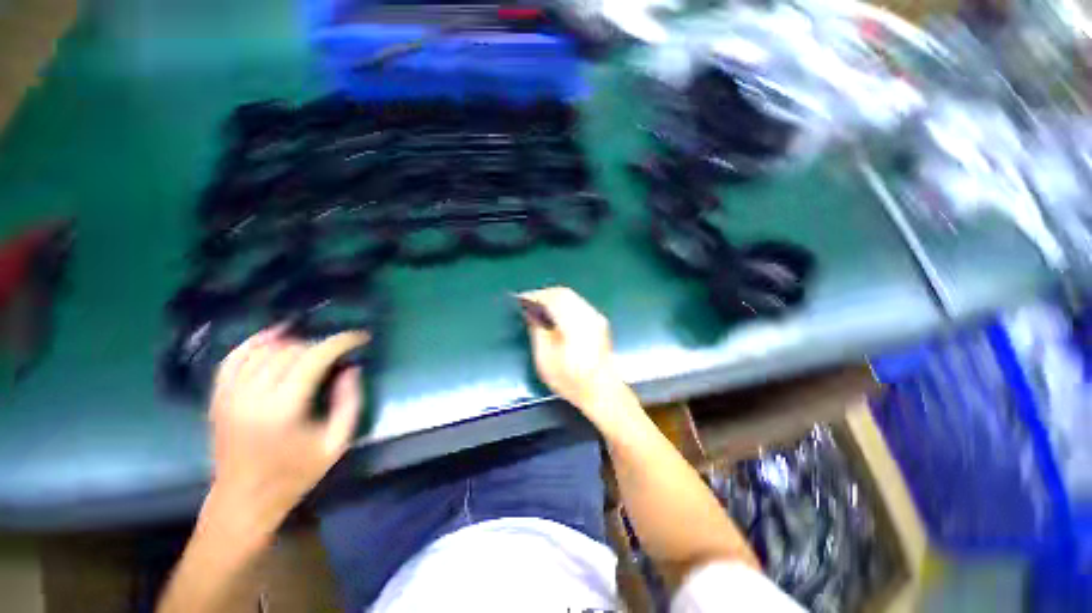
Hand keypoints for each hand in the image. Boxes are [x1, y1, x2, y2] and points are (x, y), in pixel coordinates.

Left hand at [205, 326, 369, 536]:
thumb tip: (351, 368)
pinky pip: (232, 359)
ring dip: (292, 342)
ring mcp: (229, 396)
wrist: (243, 500)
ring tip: (313, 345)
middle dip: (320, 344)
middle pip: (289, 351)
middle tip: (338, 351)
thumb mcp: (336, 443)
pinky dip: (253, 343)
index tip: (360, 337)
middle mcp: (252, 397)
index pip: (313, 358)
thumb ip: (349, 402)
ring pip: (262, 350)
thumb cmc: (295, 474)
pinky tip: (271, 337)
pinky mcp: (217, 398)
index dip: (340, 342)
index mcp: (283, 409)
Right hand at [521, 287, 632, 429]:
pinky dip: (565, 303)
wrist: (602, 391)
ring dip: (555, 297)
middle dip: (545, 294)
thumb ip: (537, 331)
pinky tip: (557, 314)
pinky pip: (579, 303)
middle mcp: (587, 315)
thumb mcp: (545, 359)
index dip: (535, 295)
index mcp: (573, 323)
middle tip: (529, 301)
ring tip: (540, 306)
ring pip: (573, 296)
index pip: (553, 298)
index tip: (521, 298)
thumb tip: (532, 313)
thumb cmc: (571, 380)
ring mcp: (596, 317)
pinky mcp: (600, 322)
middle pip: (564, 293)